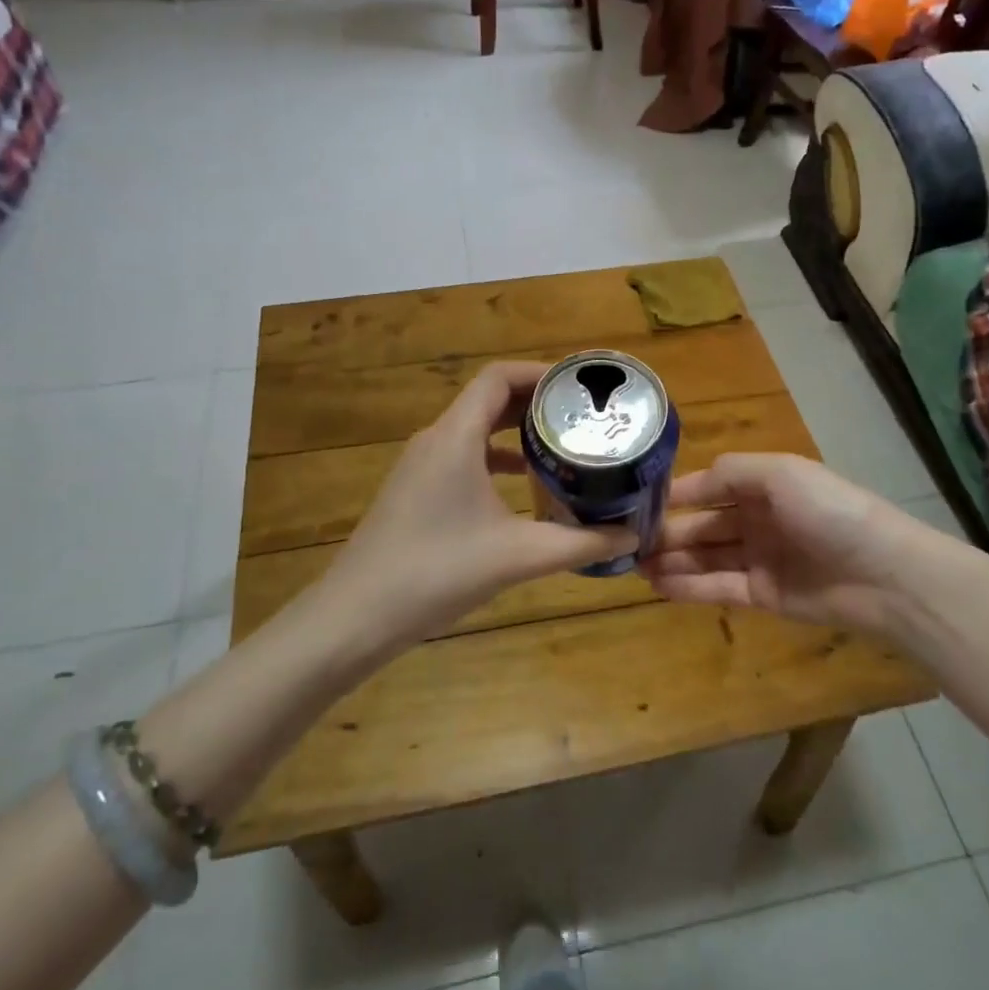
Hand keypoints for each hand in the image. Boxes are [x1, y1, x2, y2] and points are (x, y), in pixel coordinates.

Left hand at [325, 361, 636, 650]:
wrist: (356, 616)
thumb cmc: (437, 572)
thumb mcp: (517, 556)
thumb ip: (580, 543)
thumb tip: (632, 537)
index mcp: (455, 437)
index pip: (498, 377)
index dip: (540, 373)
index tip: (580, 387)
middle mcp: (435, 440)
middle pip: (488, 399)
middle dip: (535, 402)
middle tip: (582, 416)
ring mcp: (420, 466)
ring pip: (475, 428)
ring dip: (515, 431)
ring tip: (562, 444)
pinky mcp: (416, 490)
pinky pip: (462, 456)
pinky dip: (496, 458)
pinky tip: (523, 484)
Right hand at [642, 453, 927, 637]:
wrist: (883, 574)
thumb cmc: (829, 511)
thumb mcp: (780, 473)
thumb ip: (729, 473)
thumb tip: (685, 485)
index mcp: (763, 485)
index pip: (708, 487)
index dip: (674, 495)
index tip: (635, 503)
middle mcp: (757, 519)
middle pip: (702, 524)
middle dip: (666, 533)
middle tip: (625, 543)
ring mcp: (759, 558)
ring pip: (705, 557)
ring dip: (671, 560)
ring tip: (633, 567)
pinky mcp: (763, 595)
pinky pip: (718, 587)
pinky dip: (688, 586)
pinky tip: (658, 585)